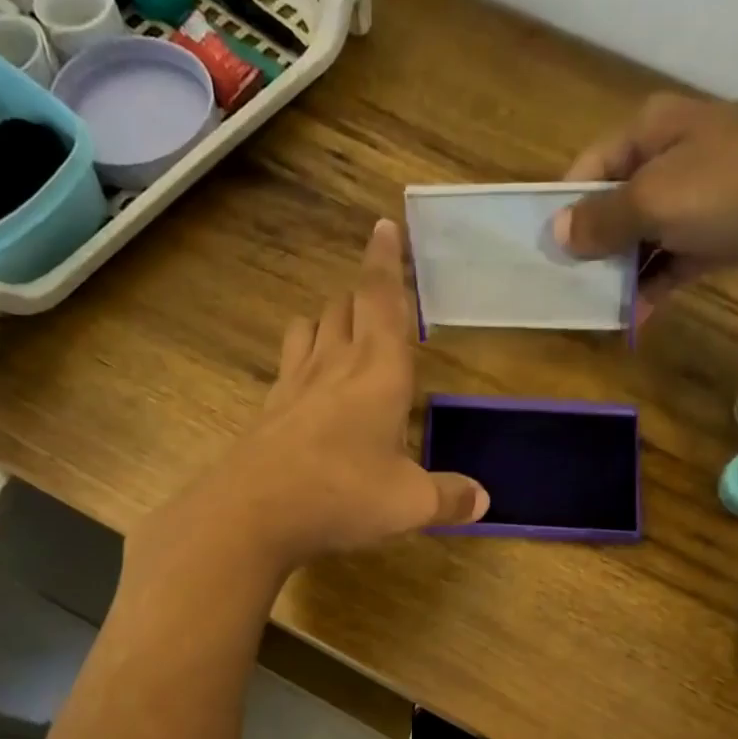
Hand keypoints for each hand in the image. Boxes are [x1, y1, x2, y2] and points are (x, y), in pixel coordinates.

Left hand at [223, 219, 488, 566]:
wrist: (254, 513)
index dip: (386, 261)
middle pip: (344, 307)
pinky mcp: (270, 409)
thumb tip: (483, 500)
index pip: (383, 299)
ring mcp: (295, 384)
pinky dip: (302, 358)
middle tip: (378, 300)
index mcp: (379, 371)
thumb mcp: (410, 503)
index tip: (384, 225)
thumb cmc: (344, 494)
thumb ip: (449, 497)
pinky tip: (308, 384)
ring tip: (341, 332)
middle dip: (362, 296)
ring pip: (310, 327)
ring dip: (328, 320)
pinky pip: (288, 364)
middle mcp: (335, 364)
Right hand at [554, 95, 737, 315]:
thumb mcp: (656, 199)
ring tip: (596, 312)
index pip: (587, 171)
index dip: (566, 213)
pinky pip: (673, 262)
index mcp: (648, 134)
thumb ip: (604, 219)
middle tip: (566, 293)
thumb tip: (559, 233)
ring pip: (642, 240)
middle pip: (613, 208)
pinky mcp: (719, 234)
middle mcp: (669, 160)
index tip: (547, 258)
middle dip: (591, 250)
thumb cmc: (734, 186)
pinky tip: (634, 318)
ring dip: (621, 275)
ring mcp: (697, 198)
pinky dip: (654, 287)